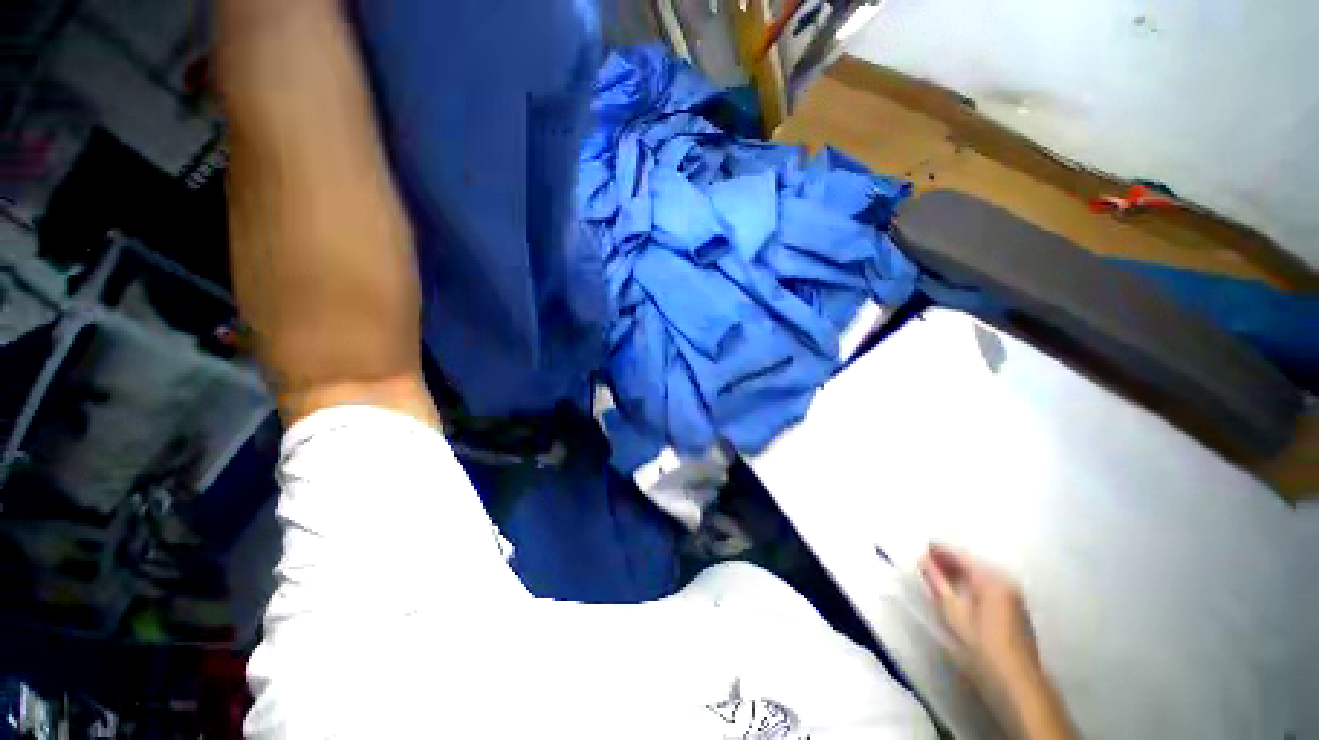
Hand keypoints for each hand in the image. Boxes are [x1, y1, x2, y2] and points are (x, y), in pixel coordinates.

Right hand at [919, 544, 1039, 689]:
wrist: (1017, 682)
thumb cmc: (982, 645)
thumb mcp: (953, 613)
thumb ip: (937, 582)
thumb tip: (923, 559)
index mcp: (990, 579)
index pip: (961, 556)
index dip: (941, 550)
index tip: (924, 545)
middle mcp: (1005, 581)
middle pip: (973, 564)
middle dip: (951, 561)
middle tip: (928, 561)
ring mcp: (1014, 595)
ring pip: (981, 576)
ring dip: (961, 574)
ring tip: (941, 576)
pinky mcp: (1016, 609)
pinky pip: (989, 586)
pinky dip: (973, 584)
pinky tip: (961, 591)